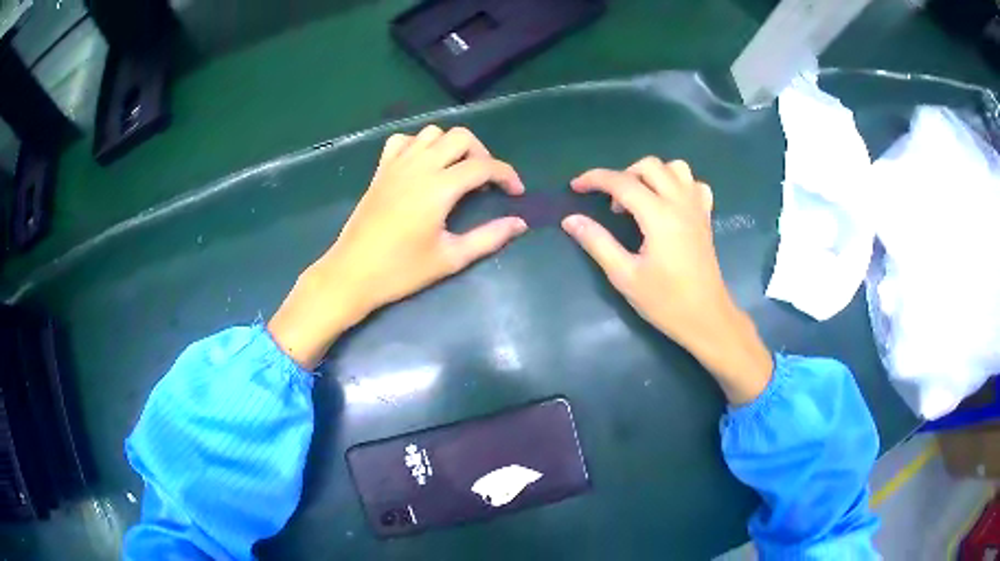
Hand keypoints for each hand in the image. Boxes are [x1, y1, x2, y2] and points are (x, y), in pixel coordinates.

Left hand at [269, 125, 526, 368]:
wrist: (352, 273)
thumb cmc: (401, 271)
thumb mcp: (450, 258)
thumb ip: (488, 238)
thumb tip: (520, 224)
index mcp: (438, 188)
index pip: (483, 166)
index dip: (506, 175)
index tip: (516, 192)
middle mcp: (419, 167)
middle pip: (461, 137)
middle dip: (482, 153)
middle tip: (486, 180)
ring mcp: (396, 165)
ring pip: (432, 132)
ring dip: (451, 145)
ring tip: (457, 170)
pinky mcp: (381, 170)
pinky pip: (403, 140)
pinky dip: (419, 144)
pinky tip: (423, 164)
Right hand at [561, 157, 771, 403]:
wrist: (706, 317)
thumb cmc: (665, 301)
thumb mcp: (625, 276)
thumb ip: (597, 242)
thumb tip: (571, 219)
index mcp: (659, 216)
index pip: (622, 182)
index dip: (594, 179)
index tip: (575, 187)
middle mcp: (680, 203)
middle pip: (649, 165)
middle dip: (623, 175)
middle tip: (612, 204)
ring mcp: (697, 208)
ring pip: (676, 168)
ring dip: (653, 175)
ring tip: (641, 199)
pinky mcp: (706, 217)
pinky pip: (694, 185)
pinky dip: (679, 184)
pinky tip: (669, 203)